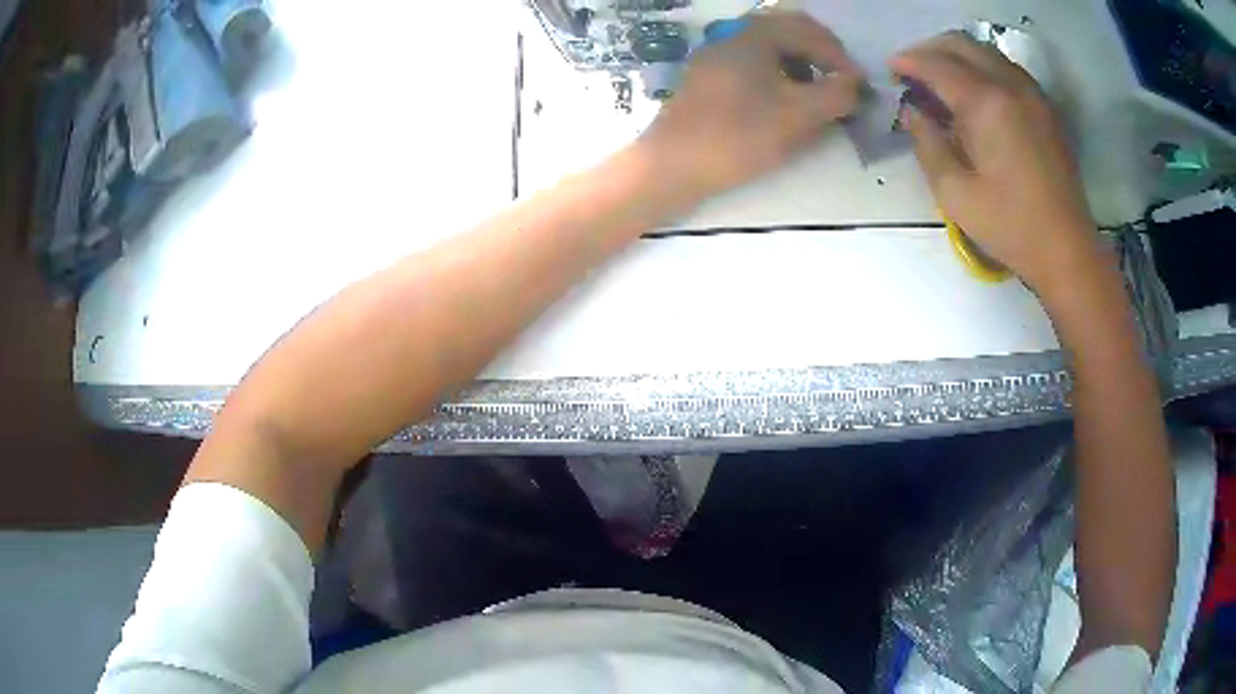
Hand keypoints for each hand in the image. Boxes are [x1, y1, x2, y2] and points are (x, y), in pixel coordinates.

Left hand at [643, 11, 861, 196]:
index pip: (810, 31)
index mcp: (756, 34)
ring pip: (769, 48)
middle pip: (788, 33)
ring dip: (799, 65)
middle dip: (820, 56)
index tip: (858, 86)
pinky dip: (776, 76)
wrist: (673, 164)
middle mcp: (733, 34)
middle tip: (841, 84)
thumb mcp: (799, 115)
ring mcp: (715, 54)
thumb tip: (856, 83)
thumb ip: (836, 94)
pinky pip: (751, 65)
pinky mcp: (706, 77)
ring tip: (815, 96)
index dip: (840, 57)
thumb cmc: (739, 134)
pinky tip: (782, 103)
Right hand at [892, 34, 1100, 293]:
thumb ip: (927, 143)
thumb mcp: (955, 193)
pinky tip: (975, 93)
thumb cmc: (1010, 226)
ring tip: (941, 80)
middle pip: (961, 44)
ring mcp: (1032, 93)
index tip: (890, 71)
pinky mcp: (1045, 107)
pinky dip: (983, 68)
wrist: (1067, 249)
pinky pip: (1006, 68)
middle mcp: (1010, 85)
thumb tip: (912, 112)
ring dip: (957, 56)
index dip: (907, 62)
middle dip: (930, 49)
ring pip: (986, 51)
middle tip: (912, 71)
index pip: (936, 63)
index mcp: (986, 103)